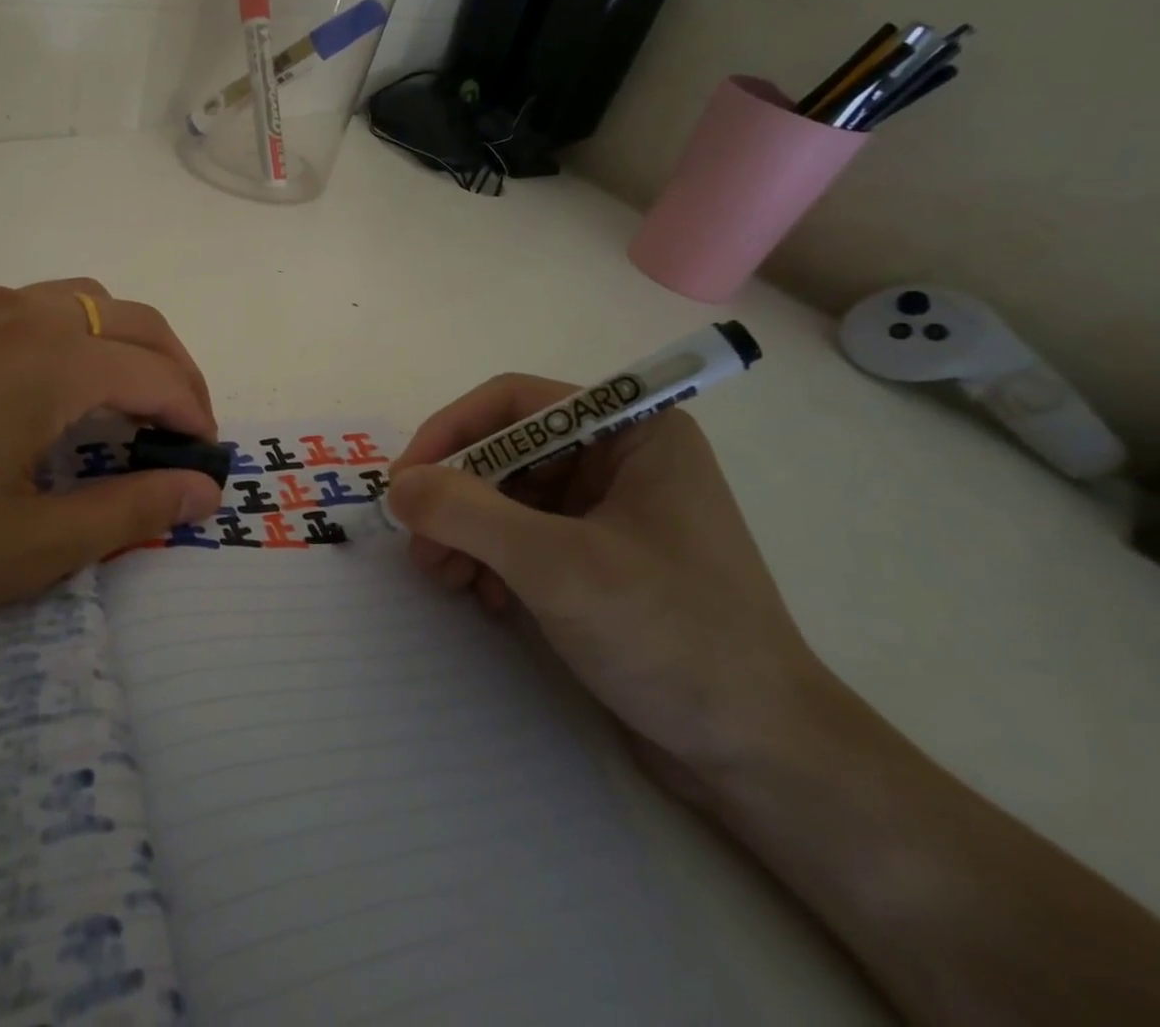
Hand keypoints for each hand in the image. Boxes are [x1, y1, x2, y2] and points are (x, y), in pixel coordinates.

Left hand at [0, 279, 222, 641]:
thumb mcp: (28, 547)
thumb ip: (128, 512)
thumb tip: (203, 492)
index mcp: (51, 363)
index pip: (157, 374)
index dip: (194, 415)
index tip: (205, 461)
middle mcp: (21, 315)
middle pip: (132, 321)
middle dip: (174, 370)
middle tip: (181, 431)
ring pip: (83, 301)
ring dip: (123, 343)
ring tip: (125, 404)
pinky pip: (34, 307)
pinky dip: (74, 335)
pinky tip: (51, 387)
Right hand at [388, 374, 829, 790]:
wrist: (762, 757)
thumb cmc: (671, 636)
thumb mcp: (556, 566)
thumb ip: (466, 513)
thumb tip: (397, 486)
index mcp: (633, 432)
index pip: (515, 402)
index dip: (451, 431)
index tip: (405, 480)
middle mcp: (622, 460)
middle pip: (508, 452)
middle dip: (457, 496)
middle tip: (420, 545)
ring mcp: (613, 512)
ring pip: (510, 496)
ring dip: (468, 532)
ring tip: (445, 578)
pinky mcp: (603, 560)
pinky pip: (527, 537)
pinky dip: (494, 560)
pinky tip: (485, 599)